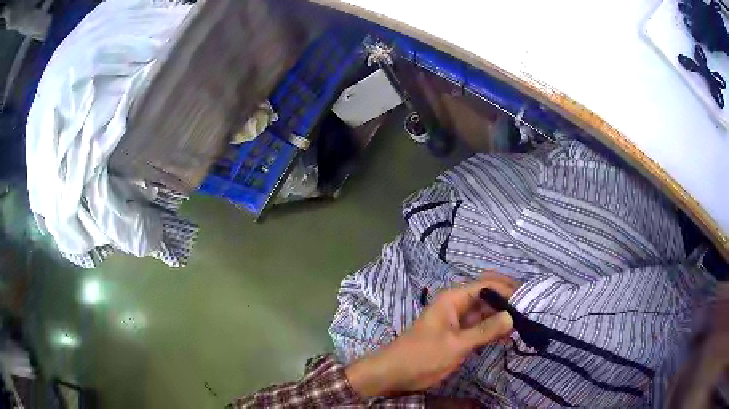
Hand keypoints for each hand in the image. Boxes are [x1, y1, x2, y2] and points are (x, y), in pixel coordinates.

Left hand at [345, 272, 518, 397]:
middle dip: (508, 302)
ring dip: (503, 317)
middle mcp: (458, 305)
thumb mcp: (456, 344)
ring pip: (486, 313)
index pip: (487, 285)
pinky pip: (481, 328)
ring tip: (525, 324)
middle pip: (488, 297)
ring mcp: (459, 321)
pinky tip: (508, 336)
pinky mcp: (459, 335)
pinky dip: (494, 330)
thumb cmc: (423, 355)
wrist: (396, 373)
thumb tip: (512, 316)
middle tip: (530, 312)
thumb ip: (485, 330)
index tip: (529, 298)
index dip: (508, 289)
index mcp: (454, 298)